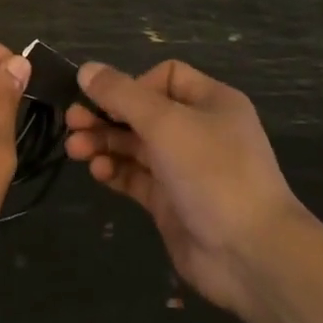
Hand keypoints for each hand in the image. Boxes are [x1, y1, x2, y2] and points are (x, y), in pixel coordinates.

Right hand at [66, 60, 313, 313]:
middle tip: (72, 121)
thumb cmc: (212, 173)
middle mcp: (198, 131)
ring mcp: (184, 168)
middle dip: (106, 114)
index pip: (165, 77)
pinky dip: (114, 170)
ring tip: (75, 149)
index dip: (133, 84)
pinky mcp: (170, 202)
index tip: (108, 100)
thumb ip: (121, 94)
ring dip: (103, 142)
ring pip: (135, 145)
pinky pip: (135, 176)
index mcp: (211, 102)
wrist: (250, 254)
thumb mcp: (165, 123)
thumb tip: (86, 69)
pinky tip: (97, 171)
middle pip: (143, 111)